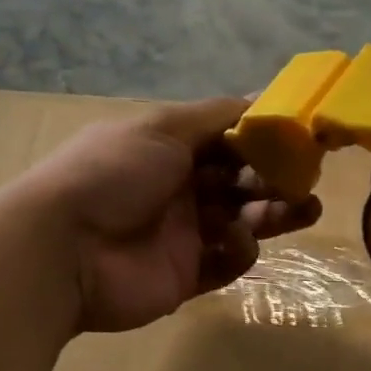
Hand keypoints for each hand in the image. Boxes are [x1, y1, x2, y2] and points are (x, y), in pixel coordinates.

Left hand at [19, 99, 321, 333]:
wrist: (64, 248)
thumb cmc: (113, 172)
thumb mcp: (162, 127)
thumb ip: (216, 116)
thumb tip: (263, 95)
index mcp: (167, 147)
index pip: (225, 138)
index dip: (262, 137)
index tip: (302, 135)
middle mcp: (176, 186)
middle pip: (239, 179)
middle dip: (274, 176)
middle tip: (305, 177)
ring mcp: (181, 233)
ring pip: (240, 220)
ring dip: (274, 212)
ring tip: (306, 208)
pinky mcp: (185, 275)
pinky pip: (227, 261)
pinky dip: (240, 249)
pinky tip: (237, 240)